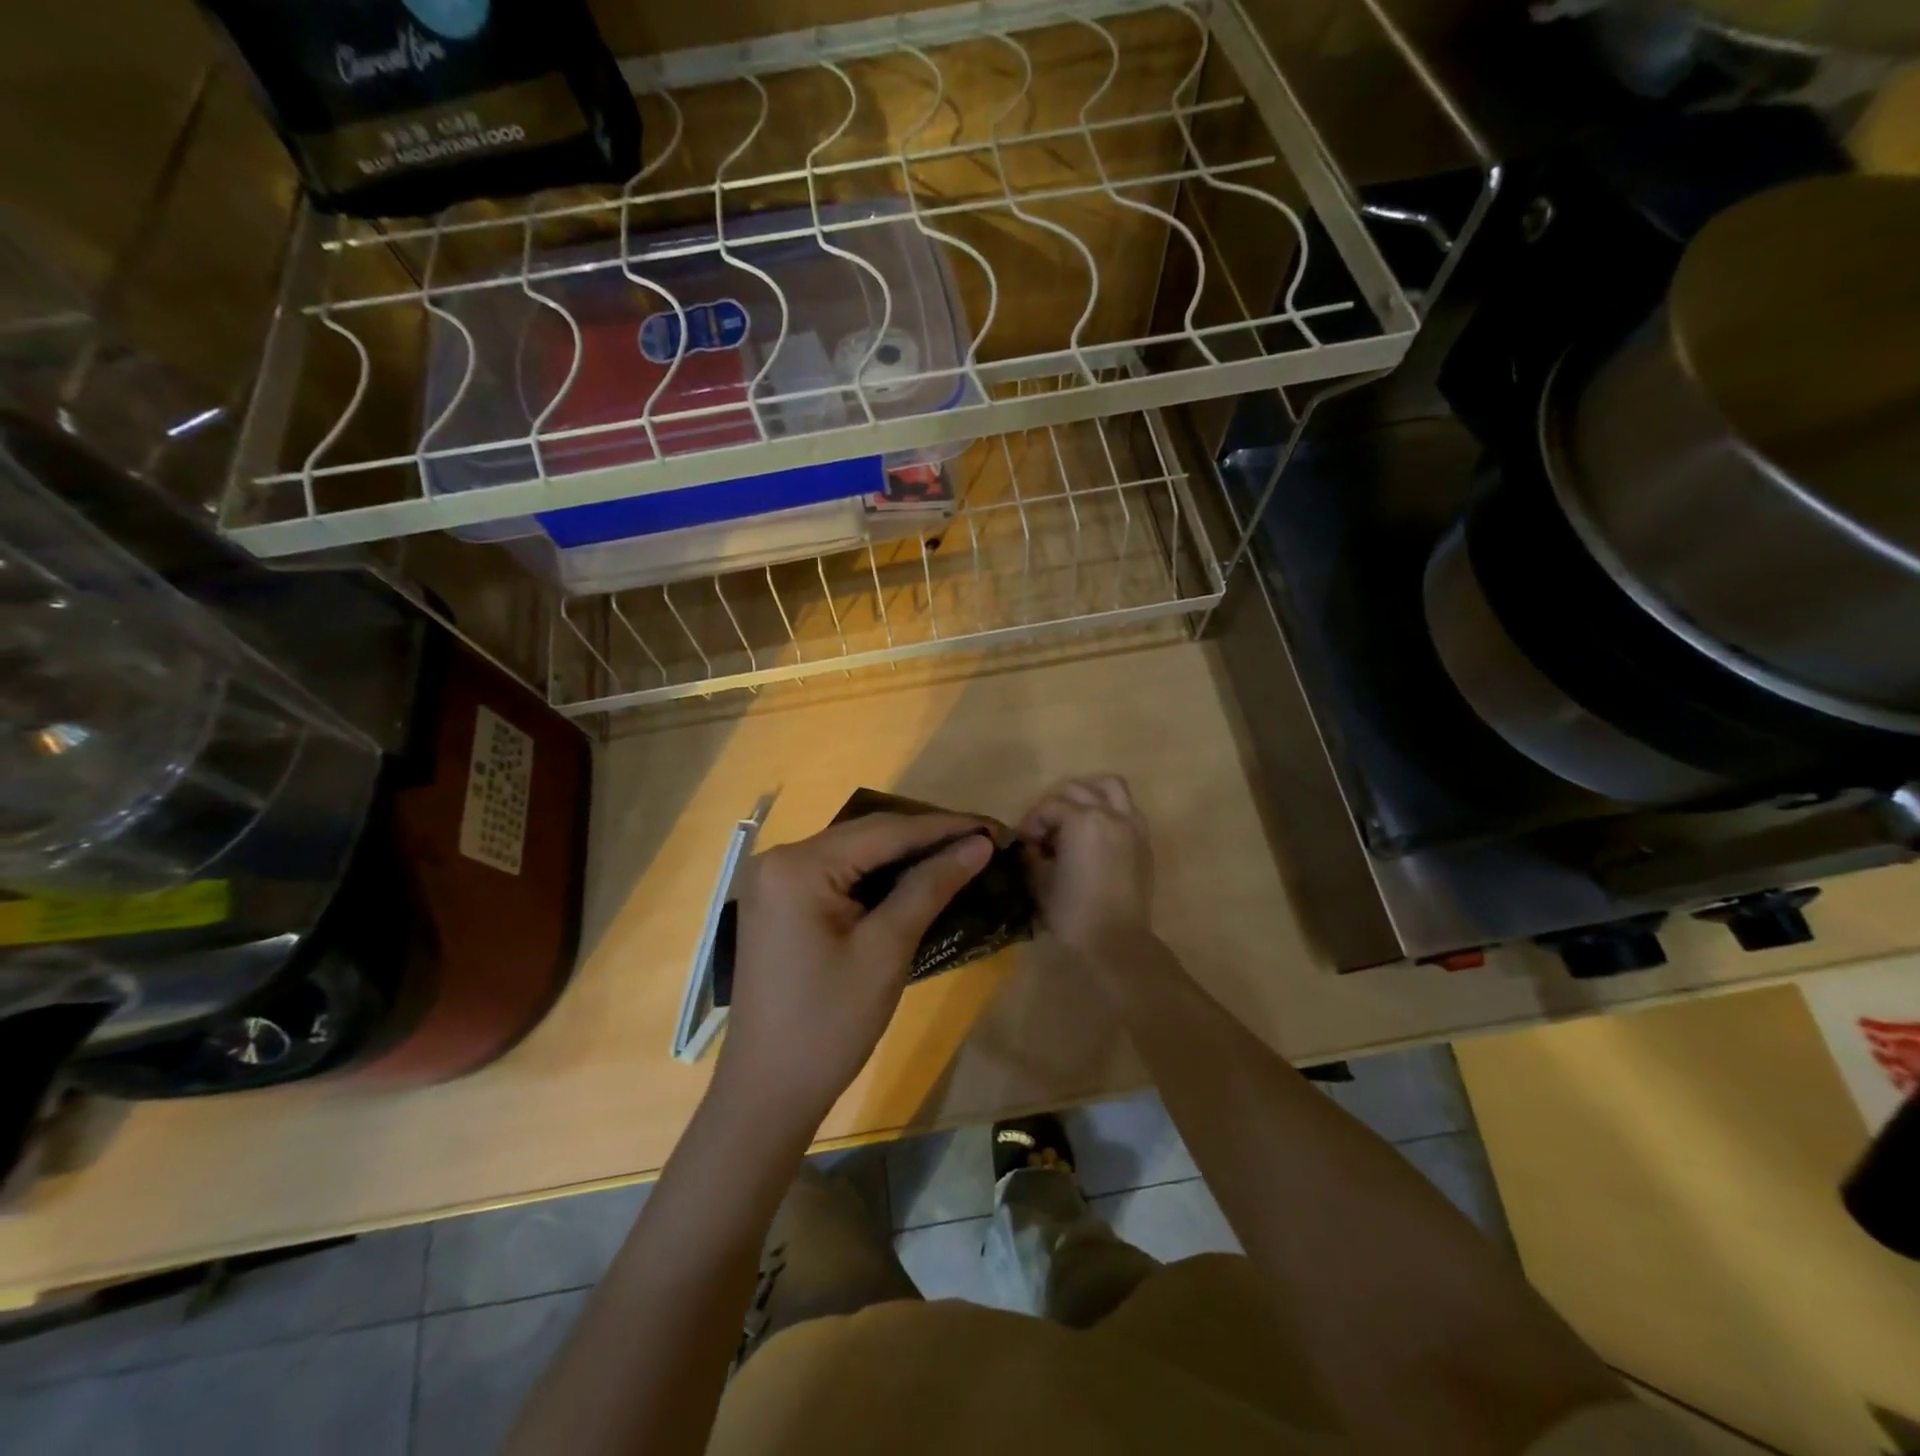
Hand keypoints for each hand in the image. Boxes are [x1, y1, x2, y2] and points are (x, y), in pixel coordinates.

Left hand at [719, 812, 992, 1125]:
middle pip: (868, 835)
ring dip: (905, 855)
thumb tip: (977, 845)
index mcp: (799, 865)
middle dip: (927, 837)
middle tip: (983, 841)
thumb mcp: (886, 950)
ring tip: (961, 854)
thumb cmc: (830, 1024)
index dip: (945, 827)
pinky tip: (916, 878)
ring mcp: (776, 881)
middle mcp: (780, 858)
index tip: (995, 828)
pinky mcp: (781, 903)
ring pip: (855, 853)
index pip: (885, 830)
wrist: (769, 1093)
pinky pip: (839, 875)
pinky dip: (878, 876)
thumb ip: (930, 886)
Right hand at [1018, 775, 1154, 962]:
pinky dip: (1111, 810)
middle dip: (1055, 806)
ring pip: (1110, 787)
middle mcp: (1109, 813)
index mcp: (1081, 820)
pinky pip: (1128, 809)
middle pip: (1076, 790)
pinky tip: (1098, 833)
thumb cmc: (1072, 912)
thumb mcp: (1039, 881)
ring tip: (1075, 819)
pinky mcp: (1144, 840)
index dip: (1030, 823)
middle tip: (1045, 833)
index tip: (1024, 844)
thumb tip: (1030, 846)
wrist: (1116, 941)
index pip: (1048, 806)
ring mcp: (1131, 825)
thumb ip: (1031, 854)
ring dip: (1088, 795)